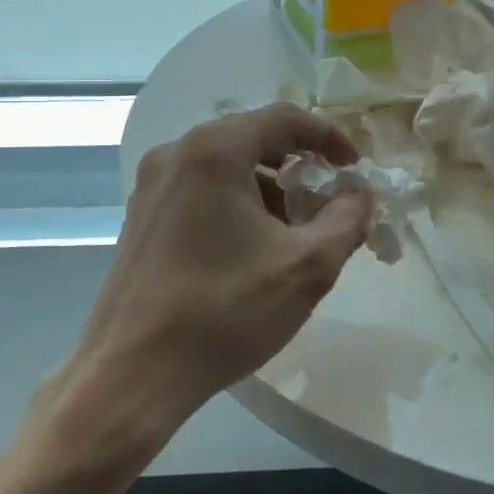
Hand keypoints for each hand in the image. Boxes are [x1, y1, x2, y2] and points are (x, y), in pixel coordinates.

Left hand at [64, 104, 373, 438]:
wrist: (132, 374)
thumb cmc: (224, 311)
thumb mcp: (306, 267)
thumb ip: (347, 220)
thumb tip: (361, 195)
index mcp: (214, 151)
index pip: (284, 118)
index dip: (328, 137)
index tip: (354, 167)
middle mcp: (176, 154)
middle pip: (252, 139)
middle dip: (298, 167)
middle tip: (327, 202)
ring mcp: (151, 186)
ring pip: (225, 167)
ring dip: (268, 189)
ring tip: (293, 234)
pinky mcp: (140, 218)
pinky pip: (200, 191)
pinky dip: (236, 204)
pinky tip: (251, 250)